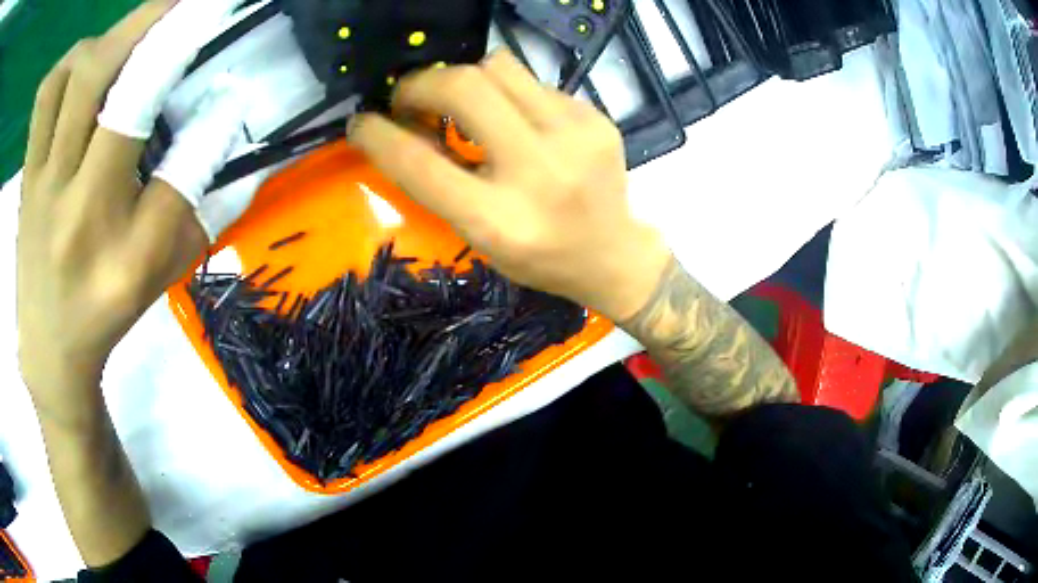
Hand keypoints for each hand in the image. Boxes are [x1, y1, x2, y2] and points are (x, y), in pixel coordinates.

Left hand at [17, 2, 206, 407]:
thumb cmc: (107, 309)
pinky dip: (69, 63)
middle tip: (188, 2)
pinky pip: (44, 97)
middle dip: (152, 21)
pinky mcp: (26, 172)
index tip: (225, 22)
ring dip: (109, 38)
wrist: (49, 349)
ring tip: (133, 36)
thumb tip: (231, 117)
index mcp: (112, 240)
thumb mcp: (162, 267)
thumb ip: (198, 193)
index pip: (160, 144)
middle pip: (101, 79)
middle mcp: (68, 200)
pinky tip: (85, 64)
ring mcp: (38, 180)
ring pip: (68, 76)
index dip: (194, 70)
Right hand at [349, 51, 670, 321]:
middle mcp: (539, 171)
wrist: (612, 253)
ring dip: (464, 77)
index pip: (419, 164)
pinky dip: (507, 93)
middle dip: (421, 84)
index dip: (378, 136)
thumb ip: (439, 182)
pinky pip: (533, 82)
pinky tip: (514, 119)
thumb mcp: (479, 235)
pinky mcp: (595, 117)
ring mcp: (575, 136)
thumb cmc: (538, 256)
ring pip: (499, 66)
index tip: (360, 122)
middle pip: (464, 88)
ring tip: (460, 103)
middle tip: (409, 100)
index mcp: (499, 219)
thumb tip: (400, 129)